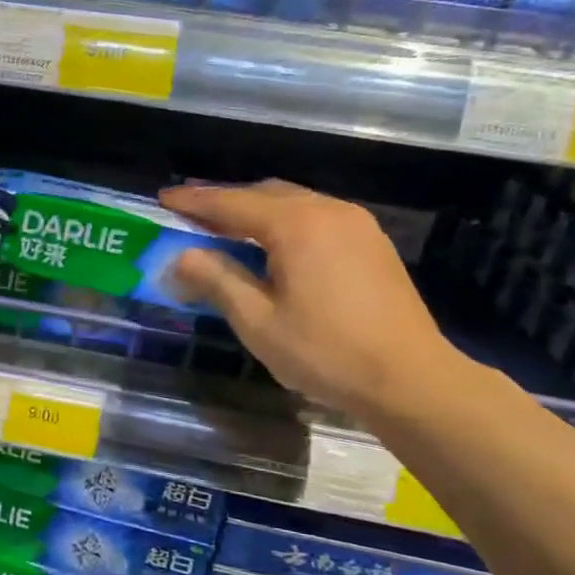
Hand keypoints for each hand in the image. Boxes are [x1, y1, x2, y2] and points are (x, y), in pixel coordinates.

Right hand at [160, 181, 458, 419]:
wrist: (411, 380)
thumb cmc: (326, 352)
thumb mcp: (257, 321)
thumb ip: (216, 279)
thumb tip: (181, 256)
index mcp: (296, 225)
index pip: (231, 202)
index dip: (194, 200)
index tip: (163, 198)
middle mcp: (328, 211)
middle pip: (264, 193)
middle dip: (224, 201)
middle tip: (190, 216)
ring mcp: (356, 224)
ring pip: (293, 203)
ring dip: (255, 211)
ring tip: (226, 230)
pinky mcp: (371, 243)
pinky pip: (316, 217)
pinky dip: (284, 222)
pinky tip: (272, 247)